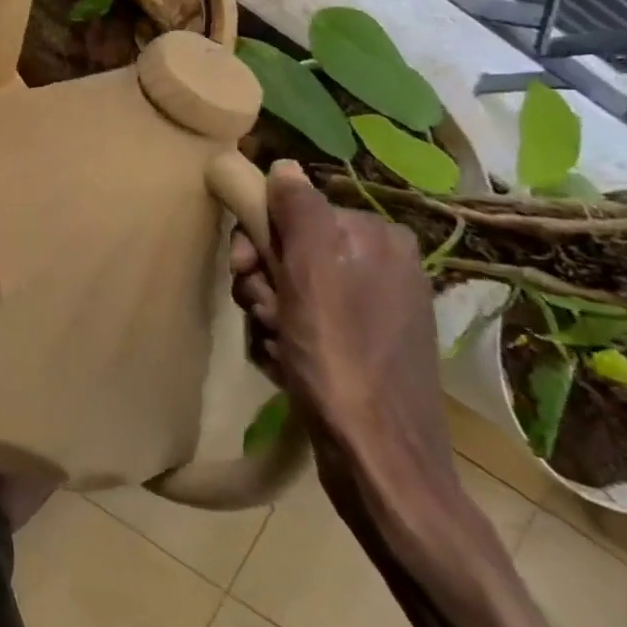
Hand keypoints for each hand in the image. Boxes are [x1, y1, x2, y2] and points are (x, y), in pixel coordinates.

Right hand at [230, 161, 456, 499]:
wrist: (380, 461)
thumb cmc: (340, 359)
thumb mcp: (311, 275)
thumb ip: (299, 213)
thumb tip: (284, 165)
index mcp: (377, 239)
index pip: (293, 211)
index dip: (258, 238)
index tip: (245, 272)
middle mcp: (381, 266)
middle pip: (289, 250)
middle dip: (263, 282)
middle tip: (264, 313)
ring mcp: (375, 308)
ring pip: (289, 287)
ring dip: (269, 313)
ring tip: (278, 346)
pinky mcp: (364, 346)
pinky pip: (305, 321)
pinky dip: (286, 339)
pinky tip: (287, 363)